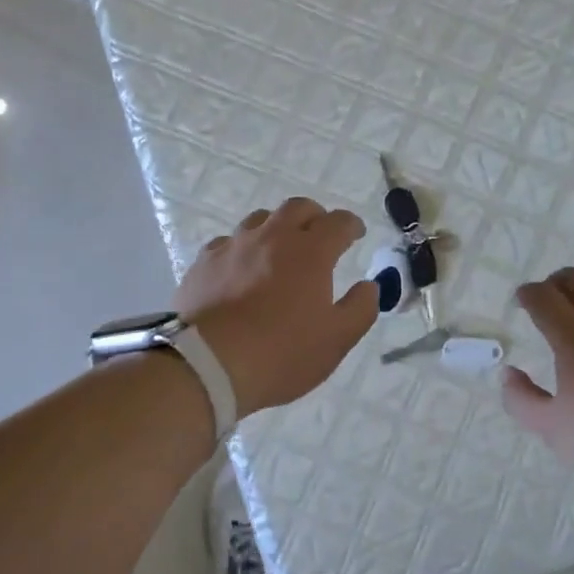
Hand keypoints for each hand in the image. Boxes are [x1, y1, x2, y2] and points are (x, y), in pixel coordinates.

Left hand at [174, 198, 378, 416]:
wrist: (206, 365)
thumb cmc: (281, 353)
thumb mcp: (336, 340)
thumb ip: (360, 308)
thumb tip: (369, 286)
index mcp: (310, 252)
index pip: (338, 223)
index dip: (351, 225)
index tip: (356, 233)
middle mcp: (273, 238)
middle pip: (298, 208)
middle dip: (315, 216)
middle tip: (320, 234)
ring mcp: (234, 246)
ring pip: (260, 219)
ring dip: (277, 227)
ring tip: (280, 248)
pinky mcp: (204, 262)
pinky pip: (228, 242)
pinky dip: (243, 248)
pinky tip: (241, 267)